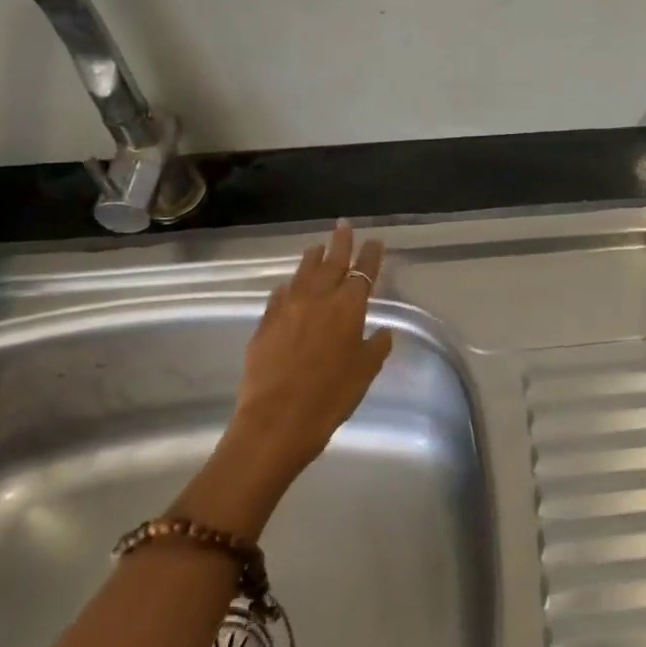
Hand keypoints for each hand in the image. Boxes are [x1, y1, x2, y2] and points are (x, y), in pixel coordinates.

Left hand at [233, 221, 393, 475]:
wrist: (277, 421)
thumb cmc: (331, 395)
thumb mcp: (366, 371)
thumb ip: (376, 346)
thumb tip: (381, 332)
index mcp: (348, 307)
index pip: (364, 271)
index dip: (370, 255)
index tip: (374, 241)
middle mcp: (318, 298)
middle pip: (331, 262)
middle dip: (340, 243)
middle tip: (343, 225)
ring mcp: (287, 309)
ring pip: (302, 273)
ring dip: (312, 259)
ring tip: (317, 248)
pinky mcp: (264, 324)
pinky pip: (279, 296)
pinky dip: (289, 287)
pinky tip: (288, 287)